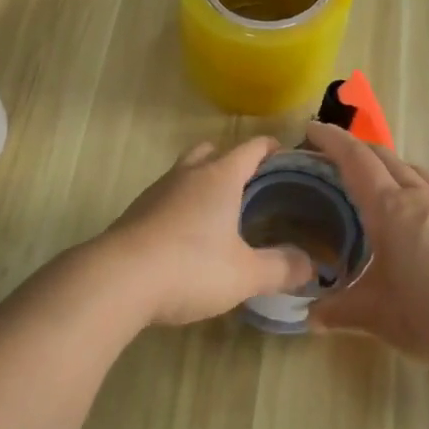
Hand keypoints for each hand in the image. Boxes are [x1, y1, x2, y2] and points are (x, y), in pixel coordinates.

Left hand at [95, 138, 315, 327]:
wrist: (117, 280)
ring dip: (203, 183)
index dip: (271, 148)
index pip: (251, 148)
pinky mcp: (135, 213)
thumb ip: (281, 268)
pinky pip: (167, 198)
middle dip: (232, 161)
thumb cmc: (190, 267)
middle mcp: (187, 175)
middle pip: (212, 151)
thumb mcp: (245, 274)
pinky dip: (182, 206)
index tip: (286, 156)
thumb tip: (311, 265)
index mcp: (219, 177)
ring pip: (185, 172)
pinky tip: (188, 237)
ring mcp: (157, 191)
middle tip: (252, 186)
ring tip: (221, 212)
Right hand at [303, 121, 428, 369]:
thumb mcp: (378, 317)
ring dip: (388, 167)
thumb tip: (310, 317)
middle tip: (332, 158)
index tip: (311, 128)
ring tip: (374, 186)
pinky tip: (415, 221)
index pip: (355, 160)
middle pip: (385, 157)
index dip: (331, 140)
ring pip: (414, 171)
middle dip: (356, 149)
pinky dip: (414, 190)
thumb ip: (339, 312)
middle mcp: (421, 198)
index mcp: (391, 209)